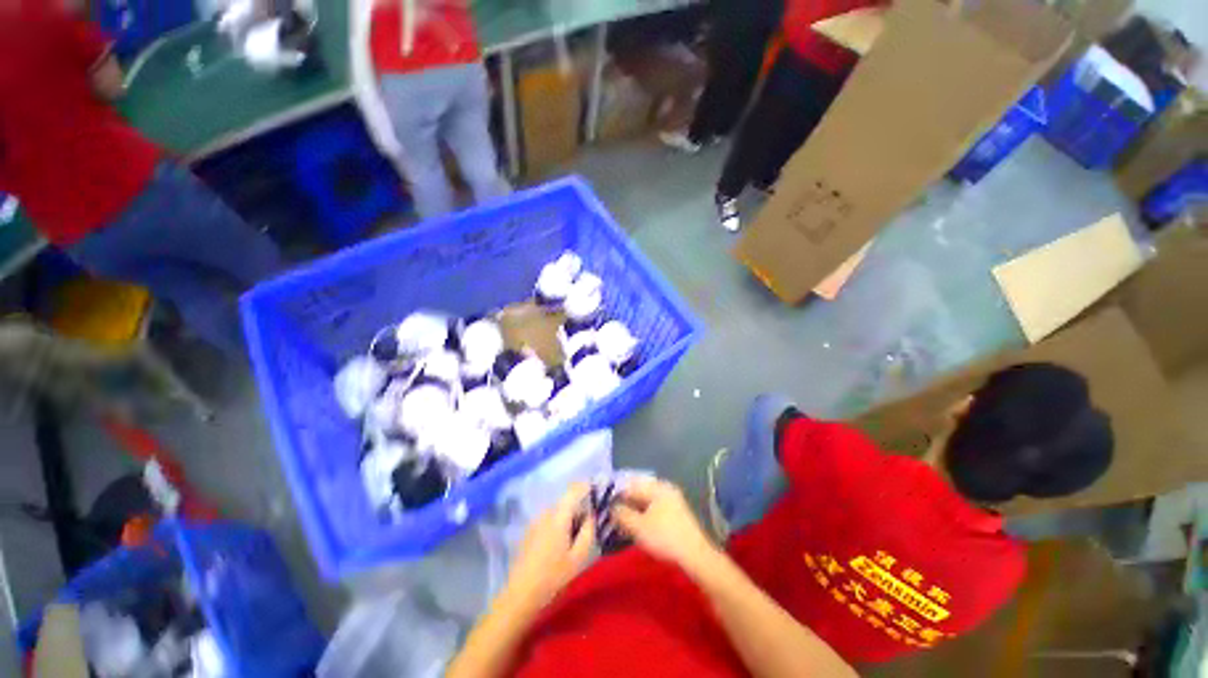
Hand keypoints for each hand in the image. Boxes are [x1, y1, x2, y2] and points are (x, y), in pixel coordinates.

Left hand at [505, 483, 595, 607]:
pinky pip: (548, 520)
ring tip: (574, 541)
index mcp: (558, 516)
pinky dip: (557, 526)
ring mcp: (534, 521)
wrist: (520, 596)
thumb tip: (592, 515)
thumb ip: (588, 531)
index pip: (574, 490)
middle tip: (589, 528)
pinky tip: (559, 547)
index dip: (586, 486)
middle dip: (579, 510)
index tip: (597, 490)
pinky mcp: (529, 531)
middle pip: (566, 502)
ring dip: (568, 519)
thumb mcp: (578, 557)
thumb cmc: (553, 577)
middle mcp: (545, 513)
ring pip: (557, 512)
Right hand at [613, 478, 718, 573]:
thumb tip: (612, 507)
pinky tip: (639, 528)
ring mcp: (673, 501)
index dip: (618, 495)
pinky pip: (656, 510)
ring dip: (635, 511)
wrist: (696, 556)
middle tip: (614, 517)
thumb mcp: (638, 527)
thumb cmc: (665, 537)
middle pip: (640, 493)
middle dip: (627, 504)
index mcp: (658, 487)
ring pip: (648, 502)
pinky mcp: (677, 515)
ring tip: (624, 525)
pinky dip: (645, 516)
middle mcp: (666, 489)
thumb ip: (622, 514)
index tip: (606, 507)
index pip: (632, 485)